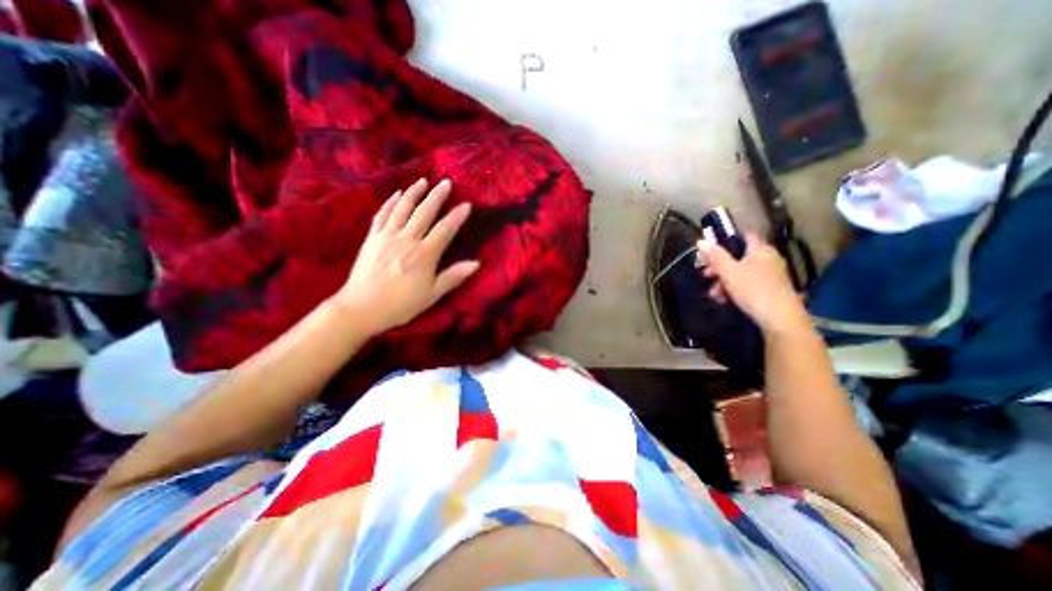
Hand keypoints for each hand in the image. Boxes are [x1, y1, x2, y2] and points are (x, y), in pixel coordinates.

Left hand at [331, 177, 479, 335]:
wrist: (361, 307)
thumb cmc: (401, 304)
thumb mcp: (432, 294)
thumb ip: (453, 276)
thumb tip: (476, 263)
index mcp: (425, 255)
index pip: (445, 230)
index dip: (457, 216)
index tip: (467, 205)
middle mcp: (407, 240)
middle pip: (425, 212)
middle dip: (437, 196)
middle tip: (447, 182)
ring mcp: (387, 236)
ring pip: (403, 208)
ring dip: (414, 193)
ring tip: (423, 181)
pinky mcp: (372, 238)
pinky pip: (382, 215)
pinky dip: (390, 203)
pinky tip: (397, 195)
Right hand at [701, 234, 807, 335]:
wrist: (780, 317)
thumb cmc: (752, 289)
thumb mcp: (728, 272)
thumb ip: (715, 256)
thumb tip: (701, 241)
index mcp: (760, 249)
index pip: (744, 236)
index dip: (727, 240)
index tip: (711, 251)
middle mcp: (768, 257)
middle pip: (739, 256)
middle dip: (720, 267)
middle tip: (706, 275)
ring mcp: (772, 273)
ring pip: (742, 271)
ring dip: (725, 281)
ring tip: (714, 295)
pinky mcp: (772, 288)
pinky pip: (749, 282)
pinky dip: (736, 288)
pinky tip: (725, 299)